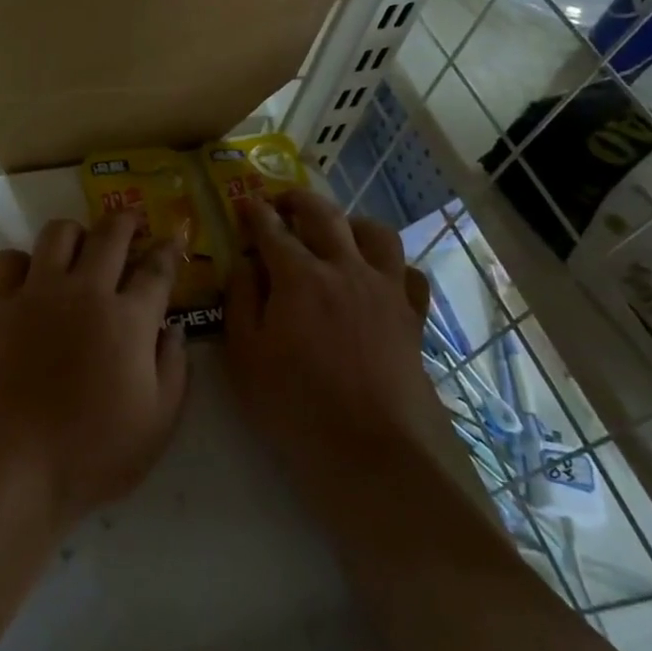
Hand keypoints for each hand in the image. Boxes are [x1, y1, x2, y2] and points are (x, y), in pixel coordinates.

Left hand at [0, 212, 187, 527]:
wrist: (14, 464)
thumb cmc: (93, 452)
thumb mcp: (158, 424)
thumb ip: (173, 369)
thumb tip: (172, 329)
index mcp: (129, 319)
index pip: (157, 269)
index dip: (171, 250)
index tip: (177, 239)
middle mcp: (85, 292)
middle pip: (110, 234)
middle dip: (128, 221)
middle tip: (134, 224)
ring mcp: (39, 294)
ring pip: (58, 233)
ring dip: (77, 232)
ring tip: (84, 246)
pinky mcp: (1, 306)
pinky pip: (8, 261)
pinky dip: (22, 260)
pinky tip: (32, 277)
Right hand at [224, 191, 441, 492]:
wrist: (368, 449)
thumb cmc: (294, 404)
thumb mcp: (245, 354)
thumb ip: (241, 300)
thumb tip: (245, 264)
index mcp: (300, 277)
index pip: (273, 230)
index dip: (255, 213)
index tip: (243, 203)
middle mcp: (346, 270)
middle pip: (325, 216)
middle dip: (299, 201)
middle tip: (282, 202)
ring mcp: (385, 291)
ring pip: (375, 233)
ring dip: (350, 222)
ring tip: (335, 231)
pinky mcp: (410, 316)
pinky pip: (408, 273)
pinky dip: (391, 264)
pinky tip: (378, 275)